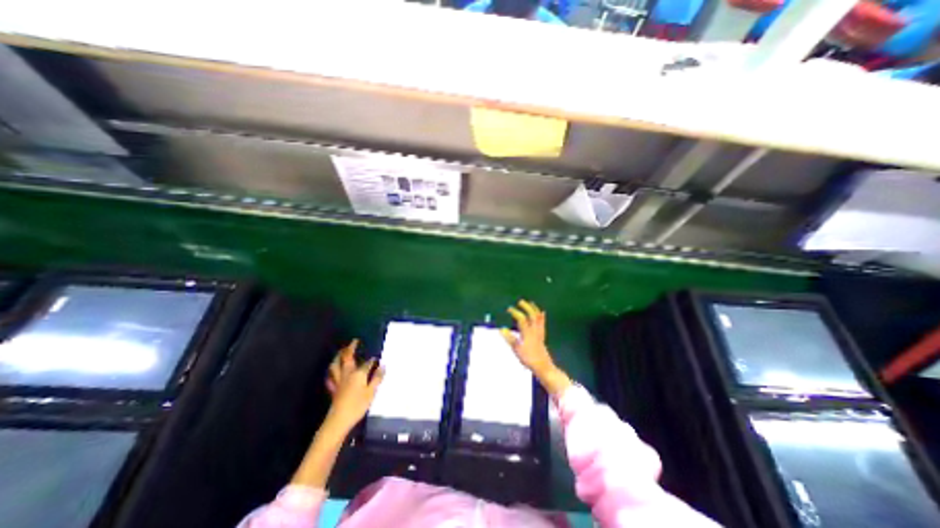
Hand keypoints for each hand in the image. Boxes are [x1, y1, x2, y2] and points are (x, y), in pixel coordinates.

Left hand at [323, 342, 381, 432]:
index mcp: (358, 373)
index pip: (367, 363)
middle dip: (350, 349)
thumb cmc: (358, 405)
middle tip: (354, 342)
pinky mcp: (334, 389)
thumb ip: (377, 378)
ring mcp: (339, 381)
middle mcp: (347, 374)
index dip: (372, 360)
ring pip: (335, 365)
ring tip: (341, 351)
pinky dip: (331, 372)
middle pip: (347, 358)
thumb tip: (383, 365)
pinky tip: (332, 372)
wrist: (339, 420)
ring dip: (338, 357)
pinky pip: (331, 377)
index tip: (377, 358)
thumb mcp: (371, 392)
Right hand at [502, 300, 569, 394]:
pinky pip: (543, 323)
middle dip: (526, 307)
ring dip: (534, 309)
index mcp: (527, 333)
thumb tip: (501, 329)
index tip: (509, 309)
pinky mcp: (542, 336)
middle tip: (520, 302)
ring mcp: (539, 332)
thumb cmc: (528, 359)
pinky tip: (542, 312)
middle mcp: (534, 330)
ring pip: (538, 318)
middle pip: (532, 315)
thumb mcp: (517, 350)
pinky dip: (542, 316)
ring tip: (530, 303)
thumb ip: (509, 339)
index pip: (521, 319)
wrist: (543, 366)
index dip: (515, 312)